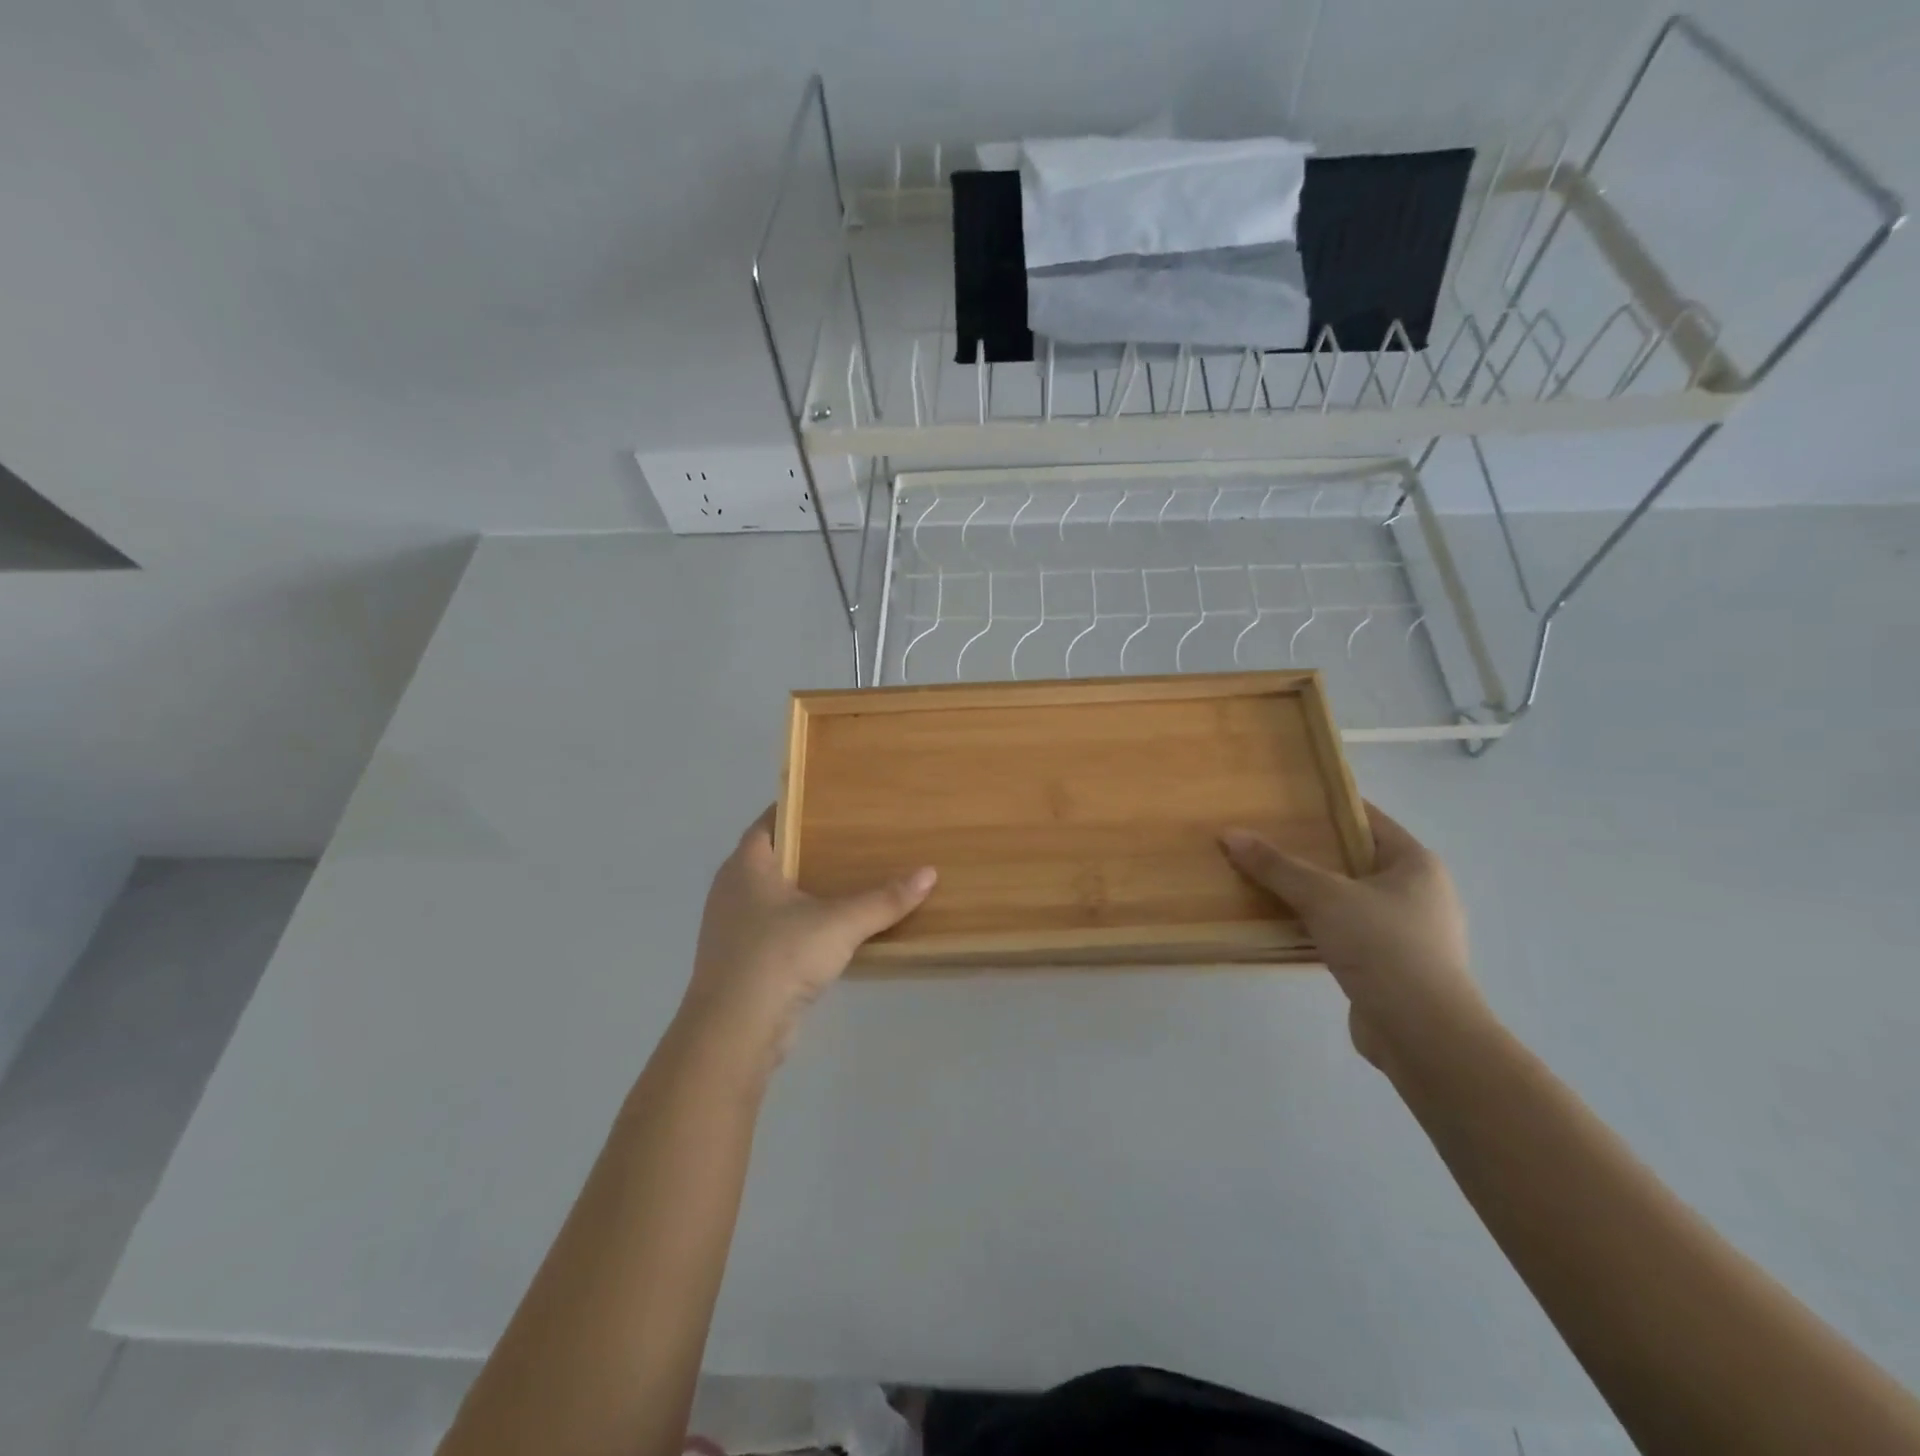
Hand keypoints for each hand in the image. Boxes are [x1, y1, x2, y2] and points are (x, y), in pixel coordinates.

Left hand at [680, 806, 935, 1064]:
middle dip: (806, 849)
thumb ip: (884, 900)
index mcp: (745, 866)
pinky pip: (773, 928)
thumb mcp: (839, 924)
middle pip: (771, 857)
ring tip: (846, 881)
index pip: (768, 822)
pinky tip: (829, 931)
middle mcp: (732, 890)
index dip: (796, 810)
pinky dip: (798, 923)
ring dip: (802, 890)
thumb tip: (929, 873)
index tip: (831, 804)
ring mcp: (731, 928)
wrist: (734, 1031)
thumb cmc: (779, 957)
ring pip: (771, 896)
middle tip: (850, 839)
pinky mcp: (740, 961)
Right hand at [1221, 804, 1487, 1066]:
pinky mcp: (1394, 967)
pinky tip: (1286, 926)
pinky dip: (1320, 926)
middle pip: (1356, 860)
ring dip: (1314, 893)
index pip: (1368, 820)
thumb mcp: (1323, 897)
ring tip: (1268, 881)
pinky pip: (1349, 932)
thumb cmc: (1382, 946)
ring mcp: (1410, 932)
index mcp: (1417, 864)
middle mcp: (1420, 893)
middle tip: (1266, 841)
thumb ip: (1276, 866)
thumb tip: (1230, 834)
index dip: (1328, 808)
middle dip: (1313, 852)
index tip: (1286, 803)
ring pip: (1350, 898)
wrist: (1421, 1033)